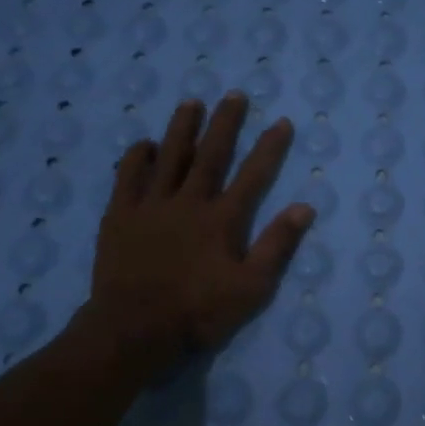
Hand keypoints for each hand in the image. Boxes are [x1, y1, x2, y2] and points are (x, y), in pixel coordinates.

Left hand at [65, 93, 313, 382]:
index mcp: (223, 219)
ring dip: (182, 128)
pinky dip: (137, 158)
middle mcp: (189, 202)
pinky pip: (128, 178)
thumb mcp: (252, 288)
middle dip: (225, 123)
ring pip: (169, 157)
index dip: (270, 147)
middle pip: (211, 155)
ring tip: (191, 102)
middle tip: (234, 95)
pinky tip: (144, 143)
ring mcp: (151, 206)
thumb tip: (304, 207)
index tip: (281, 122)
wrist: (134, 330)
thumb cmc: (198, 312)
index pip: (253, 175)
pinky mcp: (121, 216)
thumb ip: (276, 245)